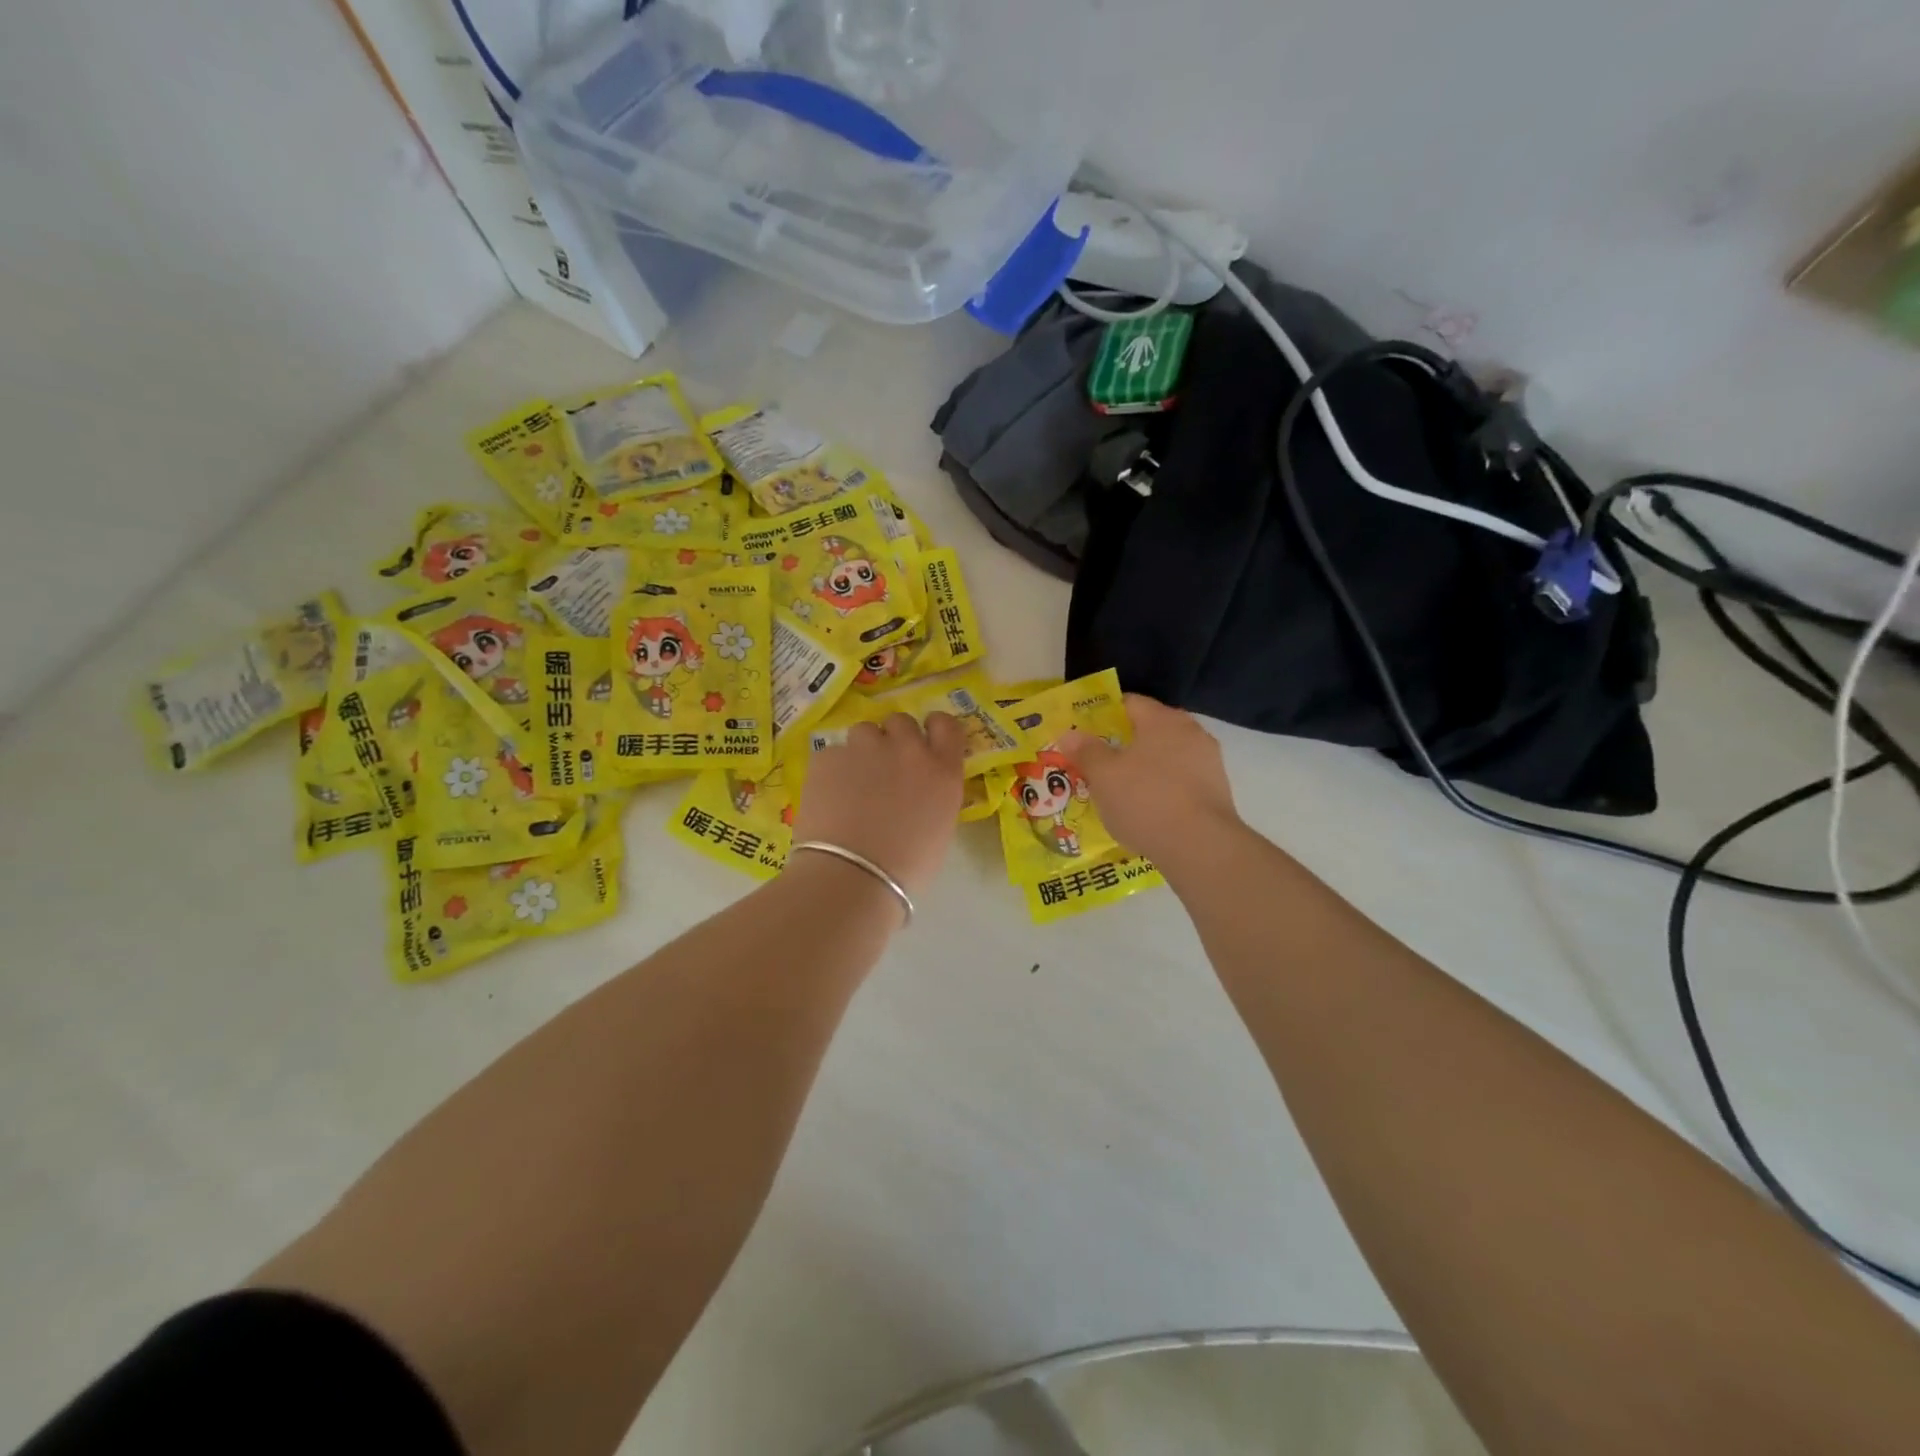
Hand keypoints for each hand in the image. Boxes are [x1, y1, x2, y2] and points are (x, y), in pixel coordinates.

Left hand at [790, 712, 965, 898]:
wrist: (853, 876)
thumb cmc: (907, 868)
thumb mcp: (939, 828)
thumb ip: (933, 795)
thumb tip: (917, 790)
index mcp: (942, 770)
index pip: (946, 725)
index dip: (934, 728)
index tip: (925, 739)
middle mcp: (908, 749)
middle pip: (901, 722)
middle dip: (893, 738)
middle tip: (884, 767)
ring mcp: (866, 748)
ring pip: (864, 731)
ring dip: (862, 750)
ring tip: (852, 782)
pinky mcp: (828, 756)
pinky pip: (833, 754)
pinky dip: (832, 770)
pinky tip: (828, 798)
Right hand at [1057, 695, 1241, 868]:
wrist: (1200, 846)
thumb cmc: (1145, 800)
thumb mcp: (1104, 776)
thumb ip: (1086, 751)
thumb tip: (1069, 734)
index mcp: (1163, 719)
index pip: (1129, 703)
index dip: (1104, 715)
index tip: (1085, 733)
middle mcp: (1191, 732)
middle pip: (1150, 730)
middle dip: (1124, 744)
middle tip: (1099, 763)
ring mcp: (1209, 762)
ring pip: (1167, 757)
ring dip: (1145, 768)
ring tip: (1121, 790)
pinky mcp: (1217, 791)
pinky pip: (1181, 781)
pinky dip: (1163, 789)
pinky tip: (1147, 810)